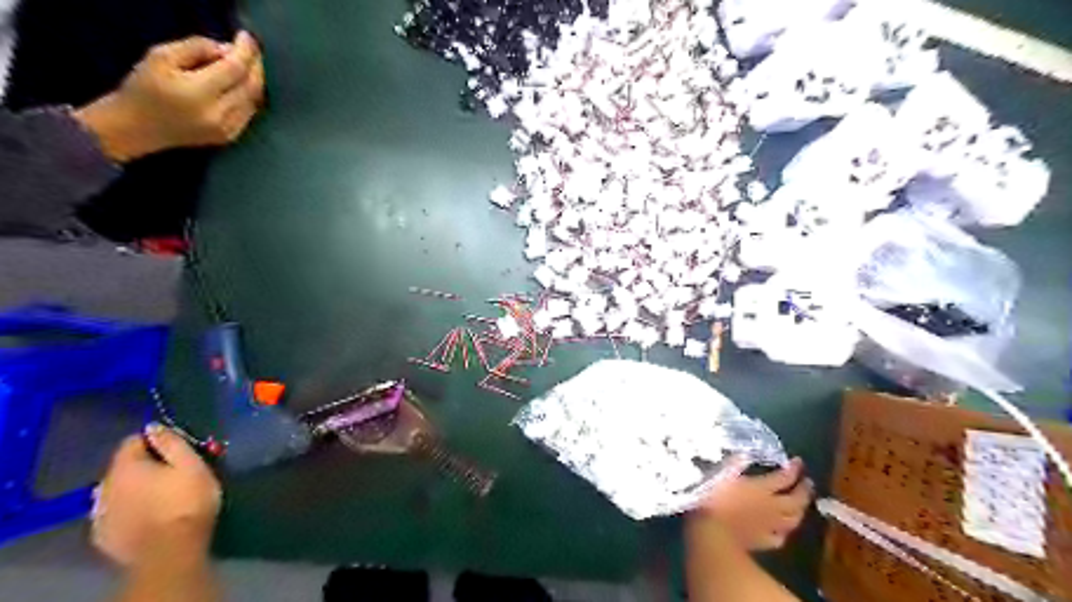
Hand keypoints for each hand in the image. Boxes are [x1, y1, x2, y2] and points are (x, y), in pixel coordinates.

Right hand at [72, 31, 265, 161]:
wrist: (136, 128)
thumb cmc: (143, 88)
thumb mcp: (160, 57)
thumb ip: (196, 48)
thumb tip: (227, 49)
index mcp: (198, 93)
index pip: (234, 69)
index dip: (244, 51)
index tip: (247, 36)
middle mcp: (219, 114)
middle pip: (250, 86)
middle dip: (255, 65)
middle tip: (252, 49)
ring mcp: (227, 129)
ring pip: (253, 100)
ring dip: (255, 80)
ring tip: (250, 64)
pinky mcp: (230, 136)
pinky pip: (249, 112)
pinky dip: (250, 95)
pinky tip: (244, 84)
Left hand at [92, 424, 222, 568]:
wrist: (170, 550)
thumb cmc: (186, 501)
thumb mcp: (191, 465)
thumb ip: (171, 443)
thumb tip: (153, 426)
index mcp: (126, 467)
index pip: (132, 441)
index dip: (154, 441)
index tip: (175, 448)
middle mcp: (104, 487)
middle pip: (123, 467)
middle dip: (144, 466)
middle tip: (172, 473)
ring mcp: (100, 514)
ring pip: (117, 491)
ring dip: (134, 489)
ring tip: (160, 495)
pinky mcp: (103, 536)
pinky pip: (115, 513)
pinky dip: (129, 510)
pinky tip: (148, 515)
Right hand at [696, 456, 813, 550]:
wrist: (712, 533)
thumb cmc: (713, 498)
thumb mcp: (721, 474)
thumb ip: (735, 464)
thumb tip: (745, 453)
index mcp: (762, 488)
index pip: (785, 477)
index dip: (794, 469)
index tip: (798, 461)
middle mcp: (772, 507)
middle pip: (796, 500)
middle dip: (804, 490)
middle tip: (807, 482)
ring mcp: (769, 526)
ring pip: (793, 519)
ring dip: (800, 511)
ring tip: (800, 505)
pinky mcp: (762, 542)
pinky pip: (779, 537)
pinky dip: (783, 531)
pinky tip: (781, 530)